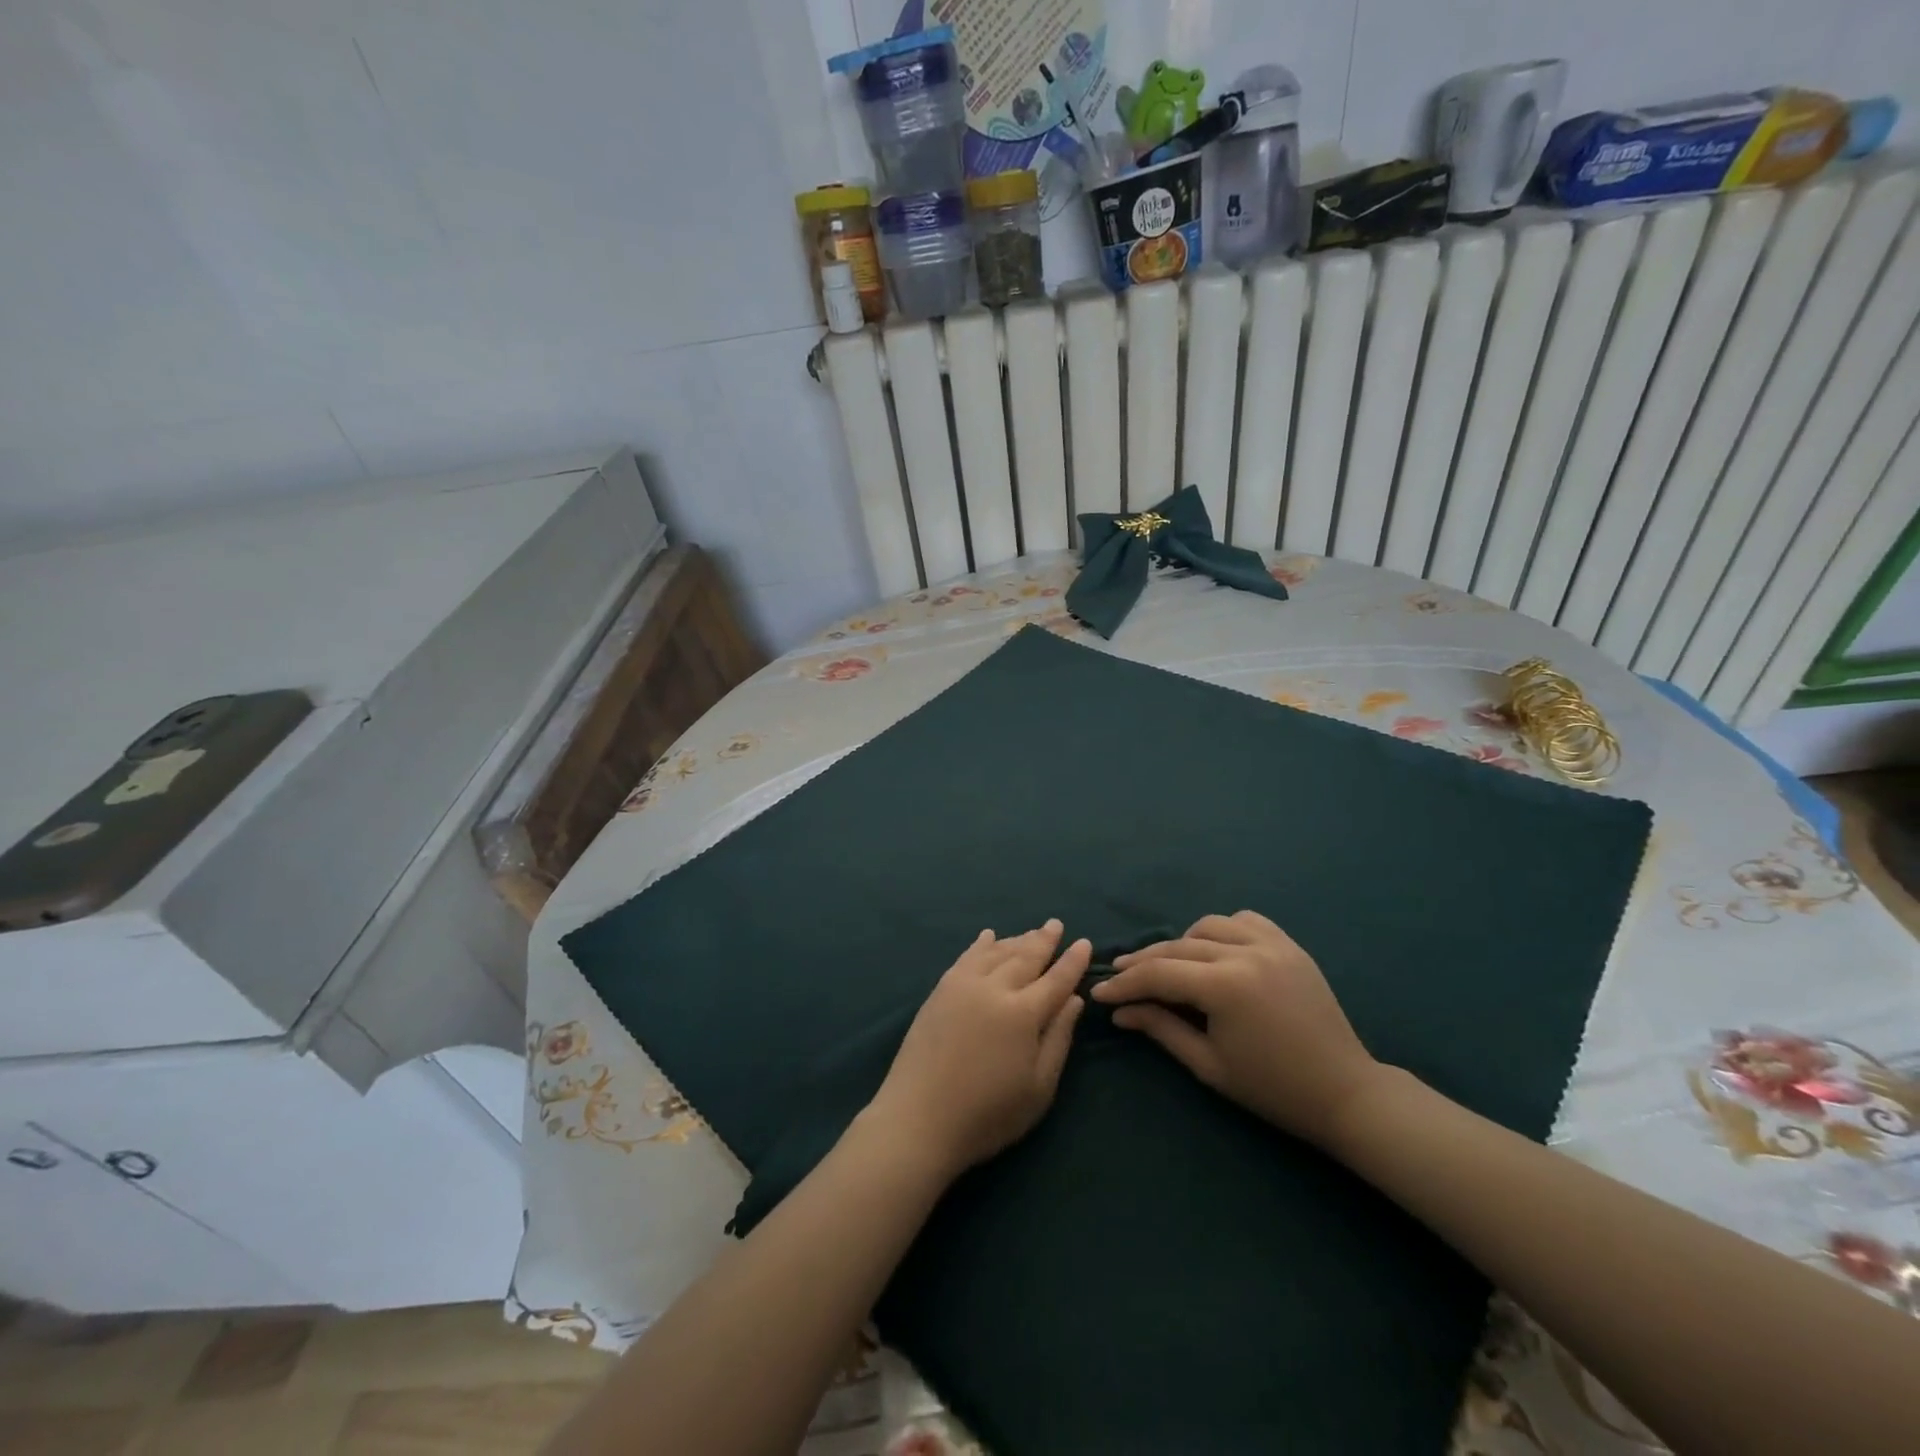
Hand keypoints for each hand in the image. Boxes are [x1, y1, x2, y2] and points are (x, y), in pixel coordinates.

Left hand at [866, 920, 1089, 1178]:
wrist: (919, 1119)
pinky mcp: (940, 991)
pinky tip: (988, 936)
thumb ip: (1058, 1039)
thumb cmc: (987, 1115)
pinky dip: (980, 945)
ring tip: (1031, 932)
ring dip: (1016, 940)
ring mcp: (963, 986)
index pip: (1056, 979)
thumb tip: (1073, 1000)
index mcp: (1023, 1013)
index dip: (1072, 961)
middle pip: (1025, 957)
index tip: (1083, 943)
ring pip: (996, 952)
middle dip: (1044, 940)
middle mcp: (994, 989)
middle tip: (1056, 924)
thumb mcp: (1038, 1088)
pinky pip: (966, 957)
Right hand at [1091, 910, 1378, 1146]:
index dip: (1125, 984)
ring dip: (1182, 943)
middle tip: (1119, 976)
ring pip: (1208, 926)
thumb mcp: (1208, 1064)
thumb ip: (1161, 1029)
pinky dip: (1222, 930)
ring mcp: (1271, 944)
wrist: (1344, 1093)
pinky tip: (1215, 951)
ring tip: (1171, 966)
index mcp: (1226, 987)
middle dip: (1144, 962)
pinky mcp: (1289, 945)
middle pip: (1177, 947)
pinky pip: (1245, 921)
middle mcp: (1245, 953)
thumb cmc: (1272, 1088)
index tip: (1100, 992)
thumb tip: (1120, 1011)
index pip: (1159, 974)